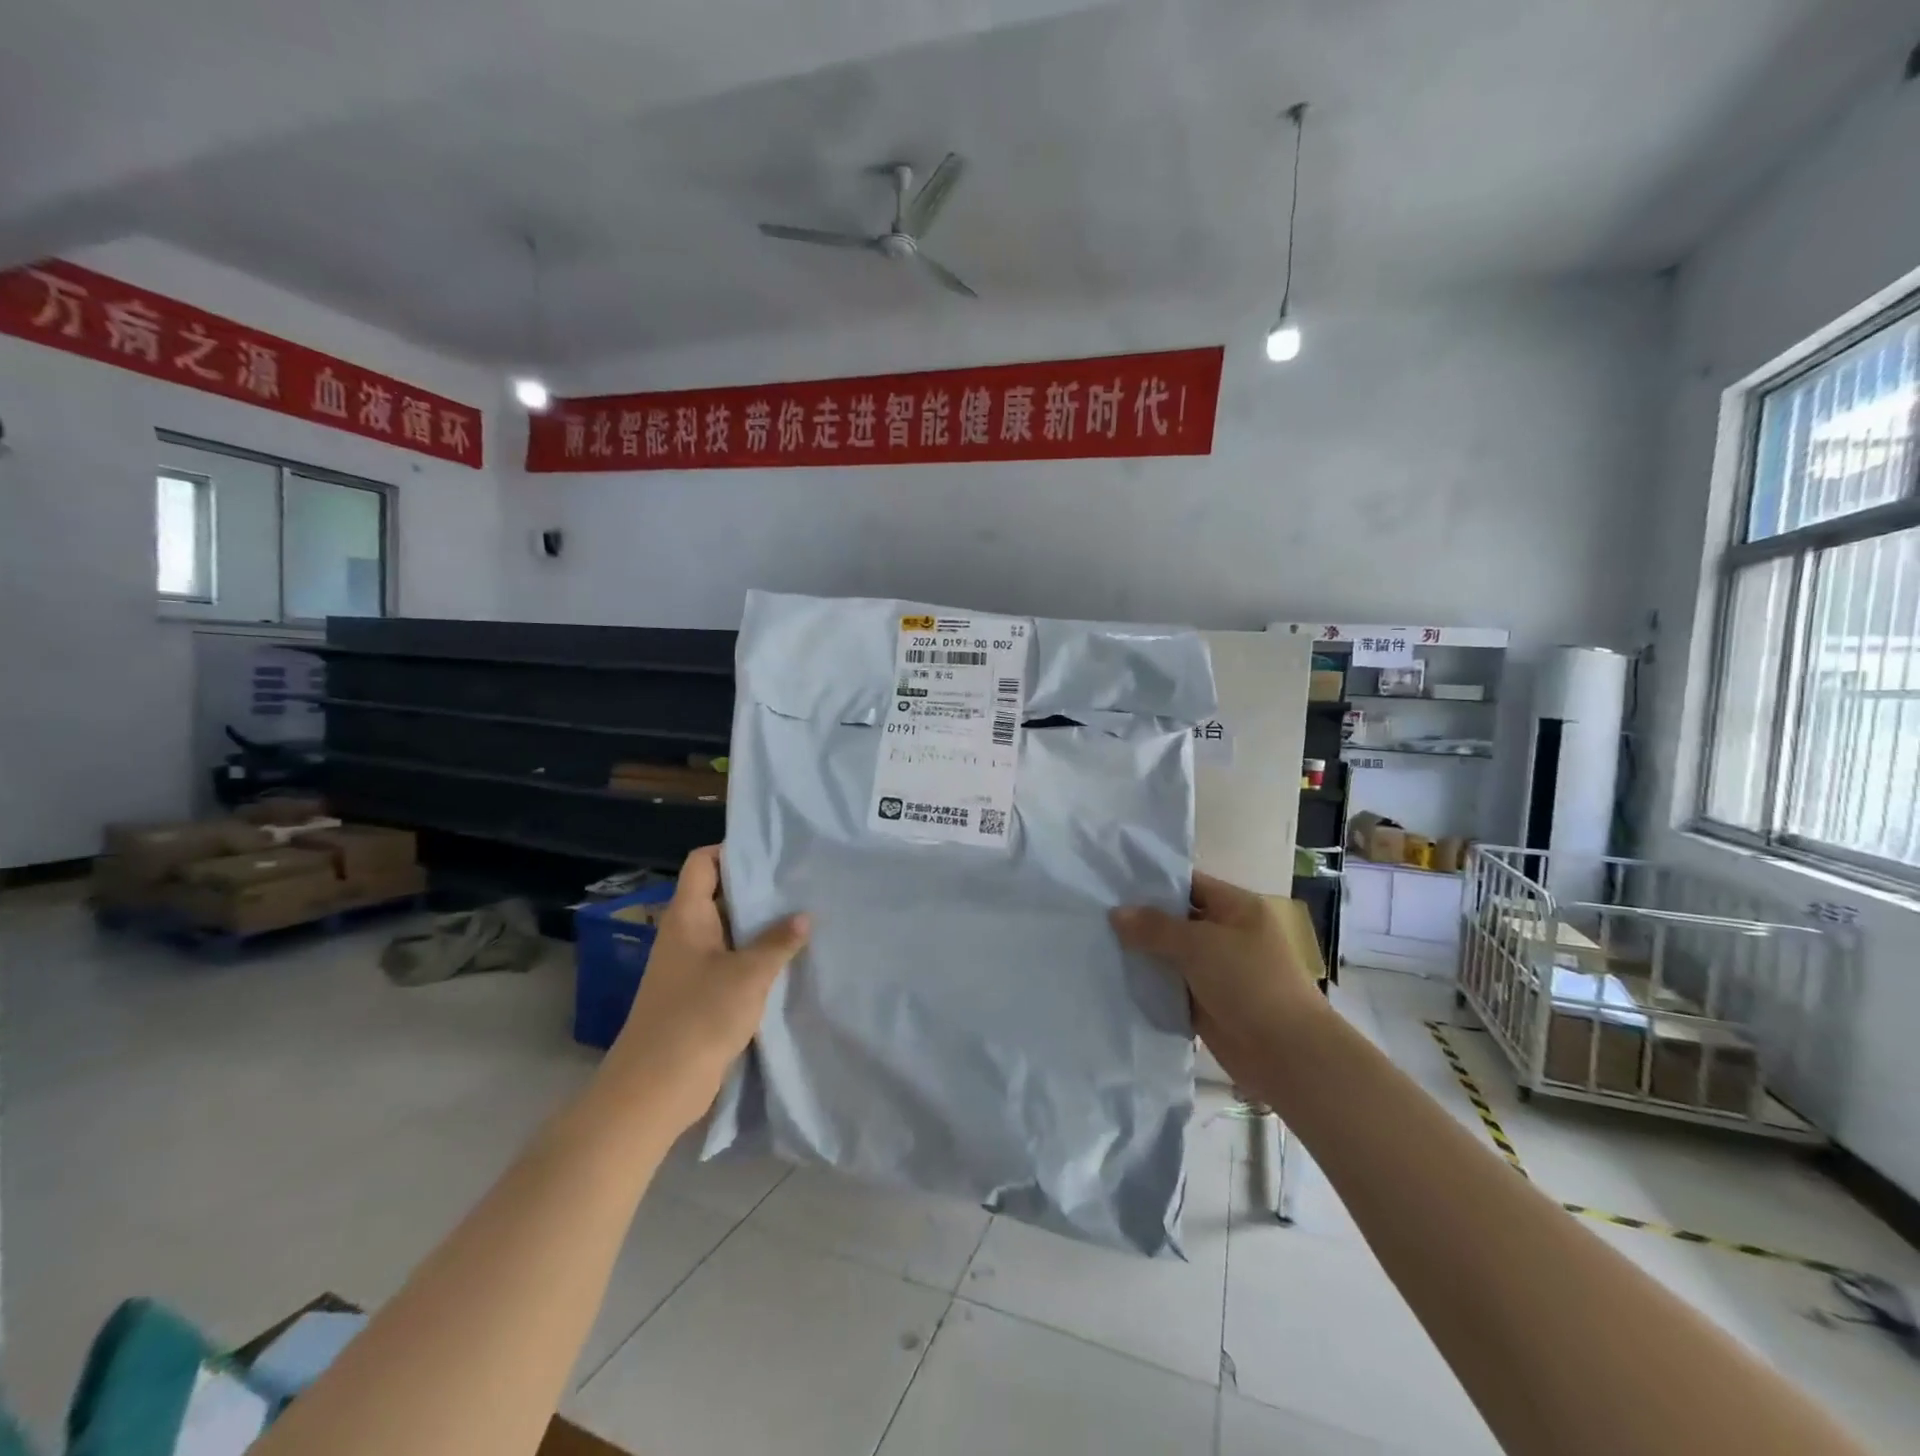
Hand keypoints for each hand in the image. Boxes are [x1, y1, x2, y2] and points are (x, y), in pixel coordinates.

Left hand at [604, 845, 808, 1134]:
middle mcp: (685, 933)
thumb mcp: (749, 974)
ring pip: (728, 929)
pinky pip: (729, 960)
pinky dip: (754, 955)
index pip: (703, 862)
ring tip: (803, 915)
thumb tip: (804, 915)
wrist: (655, 1088)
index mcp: (687, 915)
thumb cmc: (699, 1016)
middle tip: (800, 882)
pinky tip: (787, 958)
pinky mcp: (698, 993)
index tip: (773, 853)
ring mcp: (690, 965)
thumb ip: (778, 941)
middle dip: (757, 888)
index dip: (732, 850)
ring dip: (759, 925)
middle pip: (719, 894)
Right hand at [1110, 872, 1327, 1096]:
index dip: (1152, 882)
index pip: (1188, 883)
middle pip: (1176, 919)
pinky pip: (1171, 985)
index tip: (1111, 881)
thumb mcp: (1199, 945)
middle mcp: (1226, 934)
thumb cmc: (1249, 983)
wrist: (1287, 1054)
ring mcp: (1216, 970)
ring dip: (1141, 953)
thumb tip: (1115, 913)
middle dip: (1140, 919)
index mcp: (1236, 908)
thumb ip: (1155, 927)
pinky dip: (1149, 983)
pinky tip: (1112, 976)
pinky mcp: (1205, 1002)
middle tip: (1094, 911)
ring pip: (1170, 954)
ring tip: (1095, 941)